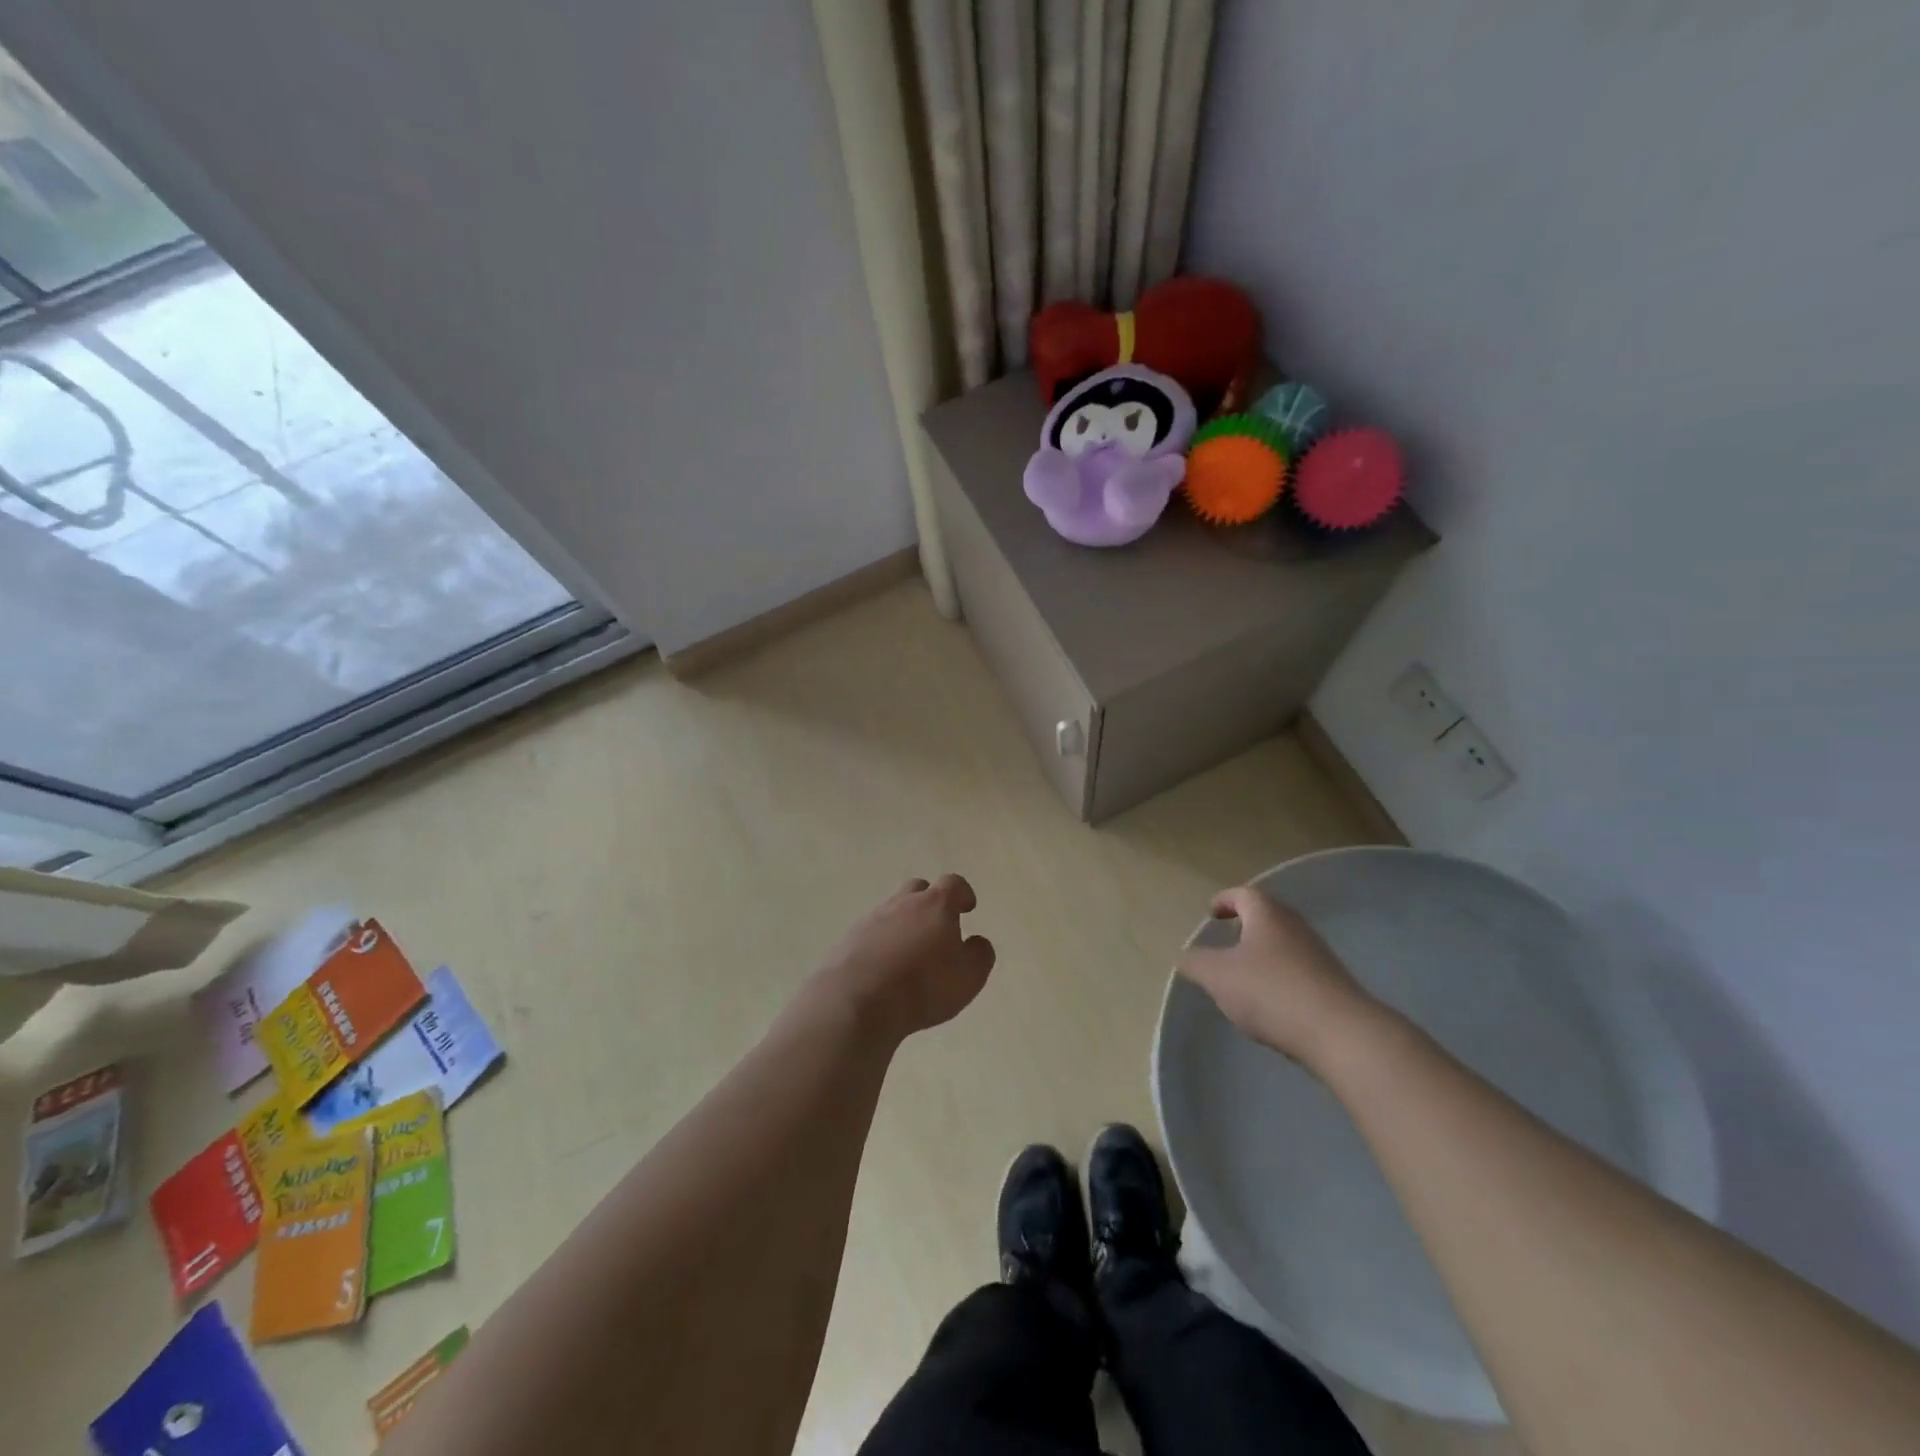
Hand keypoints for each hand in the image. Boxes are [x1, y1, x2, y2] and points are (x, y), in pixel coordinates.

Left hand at [814, 876, 995, 1040]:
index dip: (963, 894)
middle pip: (918, 888)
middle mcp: (902, 903)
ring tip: (910, 954)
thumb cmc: (923, 986)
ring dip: (904, 924)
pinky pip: (871, 933)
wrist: (857, 1000)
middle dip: (930, 902)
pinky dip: (881, 943)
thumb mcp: (968, 977)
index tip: (967, 907)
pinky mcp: (849, 938)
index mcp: (935, 905)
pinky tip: (884, 968)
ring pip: (892, 910)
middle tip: (937, 927)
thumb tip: (977, 942)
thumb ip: (979, 955)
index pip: (953, 884)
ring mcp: (872, 919)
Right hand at [1176, 885, 1378, 1066]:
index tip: (1211, 912)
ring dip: (1262, 953)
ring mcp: (1318, 955)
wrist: (1340, 1033)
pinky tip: (1270, 1002)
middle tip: (1226, 940)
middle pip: (1267, 916)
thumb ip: (1196, 963)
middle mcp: (1295, 926)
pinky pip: (1297, 970)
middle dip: (1245, 926)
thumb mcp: (1217, 976)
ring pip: (1283, 944)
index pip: (1243, 894)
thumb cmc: (1271, 991)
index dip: (1224, 900)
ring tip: (1243, 975)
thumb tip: (1186, 957)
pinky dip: (1279, 976)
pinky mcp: (1332, 984)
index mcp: (1267, 915)